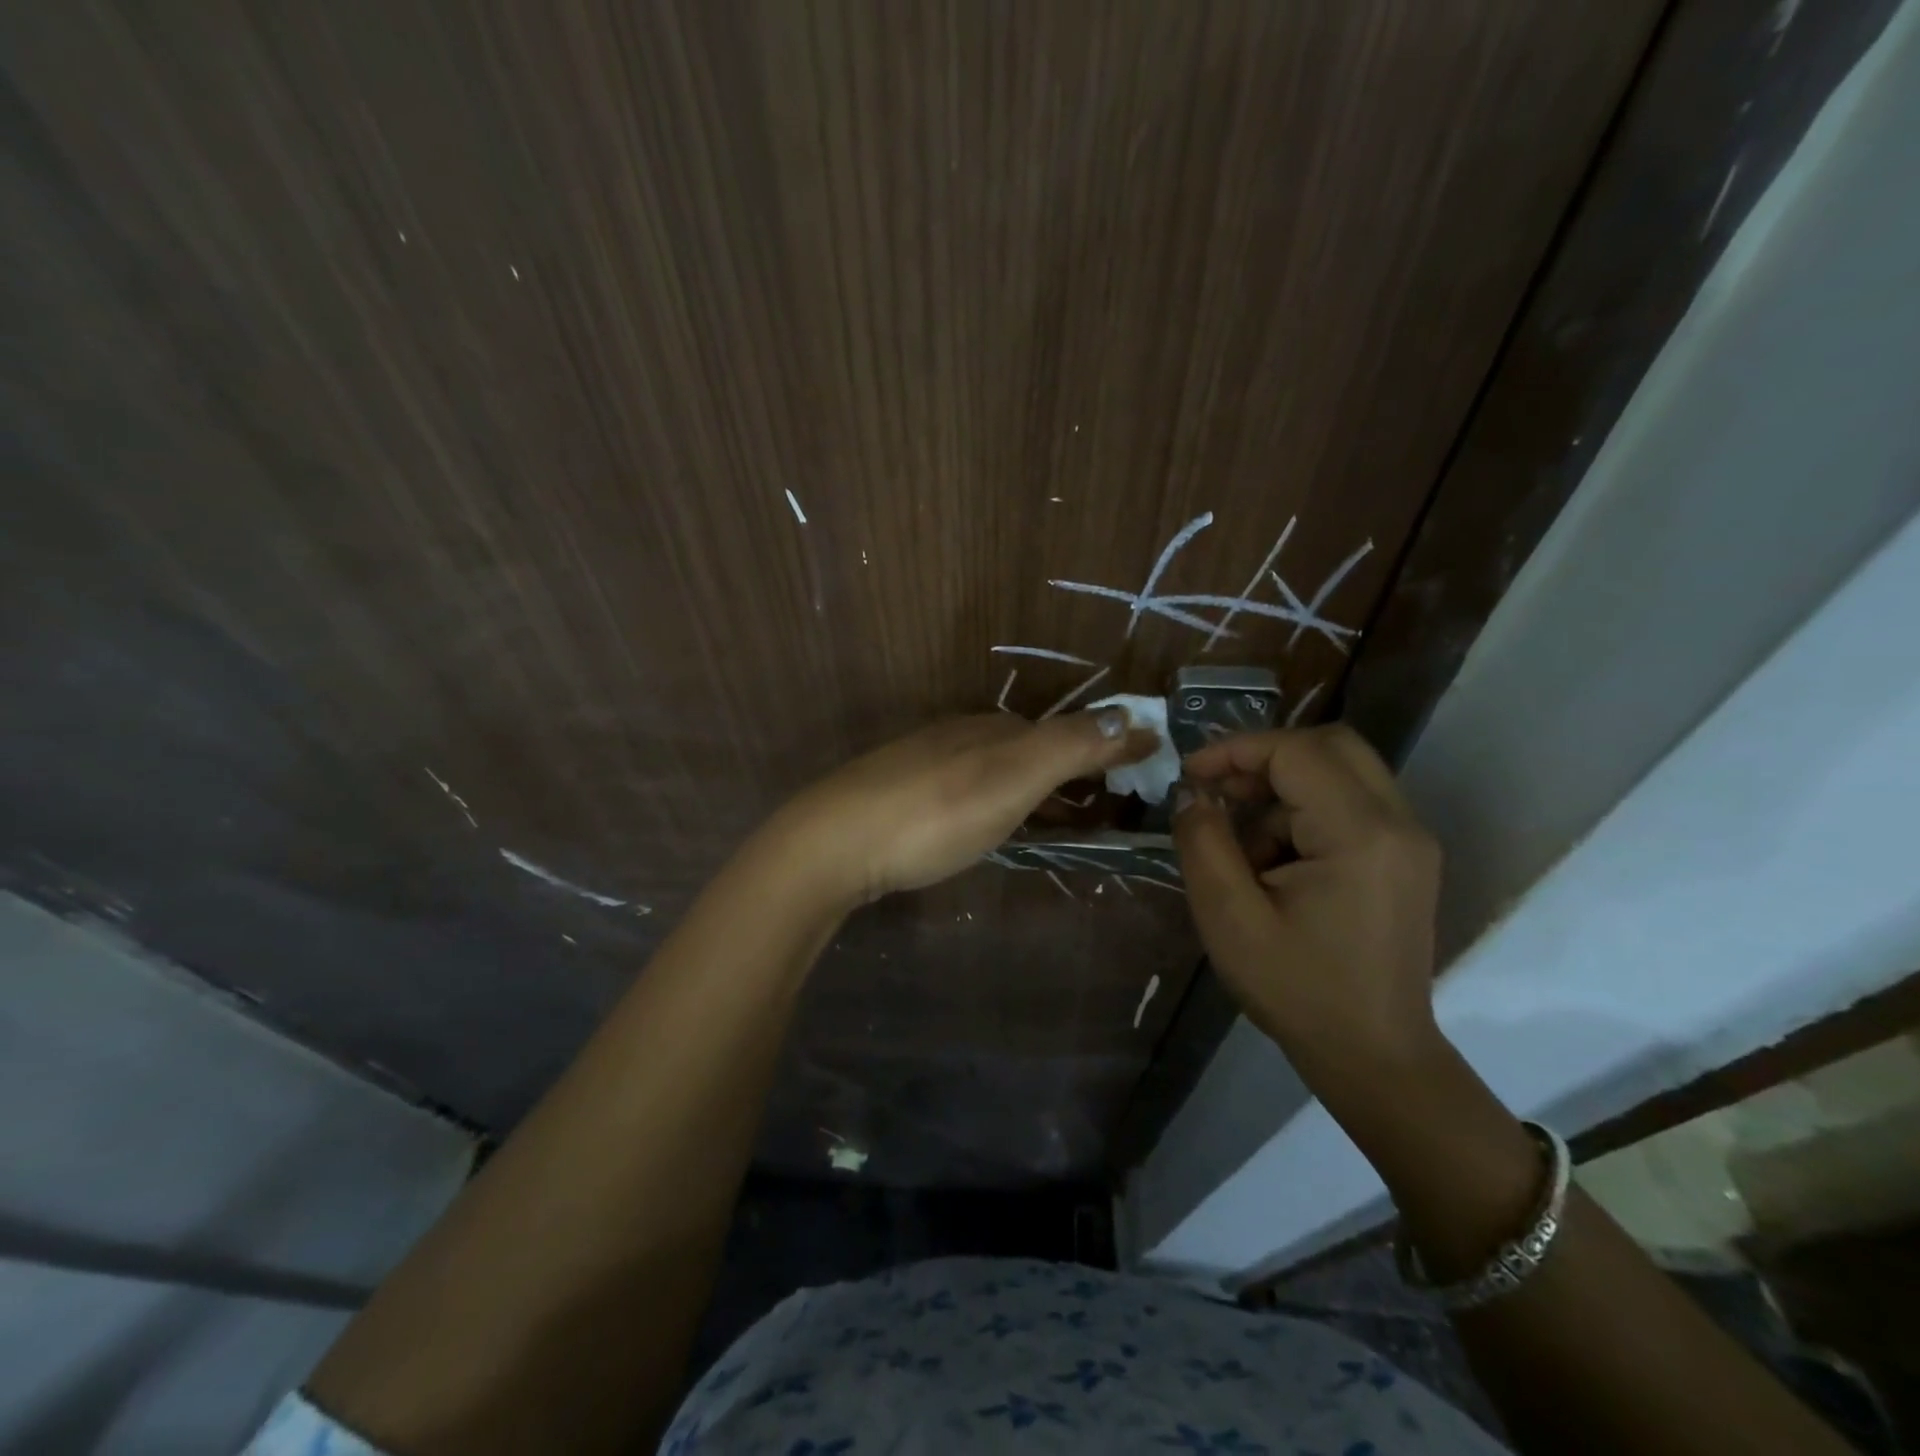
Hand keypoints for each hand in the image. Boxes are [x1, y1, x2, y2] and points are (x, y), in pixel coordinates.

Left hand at [771, 710, 1158, 906]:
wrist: (835, 842)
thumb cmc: (935, 813)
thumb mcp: (1012, 778)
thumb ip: (1069, 747)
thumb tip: (1128, 715)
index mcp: (991, 730)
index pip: (1061, 731)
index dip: (1100, 747)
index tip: (1134, 765)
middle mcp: (958, 736)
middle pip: (1026, 747)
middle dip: (1065, 766)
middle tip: (1099, 799)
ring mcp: (922, 763)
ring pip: (991, 768)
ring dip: (1028, 785)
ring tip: (1051, 816)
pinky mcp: (896, 794)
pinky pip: (962, 789)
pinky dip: (992, 799)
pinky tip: (982, 822)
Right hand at [1172, 724, 1442, 1073]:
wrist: (1374, 1057)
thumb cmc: (1296, 989)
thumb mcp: (1229, 916)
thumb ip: (1203, 841)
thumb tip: (1192, 792)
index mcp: (1360, 834)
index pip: (1296, 752)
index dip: (1235, 751)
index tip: (1189, 776)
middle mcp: (1399, 823)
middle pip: (1330, 745)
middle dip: (1265, 759)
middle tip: (1220, 792)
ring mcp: (1410, 840)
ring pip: (1340, 773)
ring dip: (1283, 792)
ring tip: (1244, 850)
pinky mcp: (1406, 858)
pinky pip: (1351, 804)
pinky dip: (1305, 815)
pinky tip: (1276, 867)